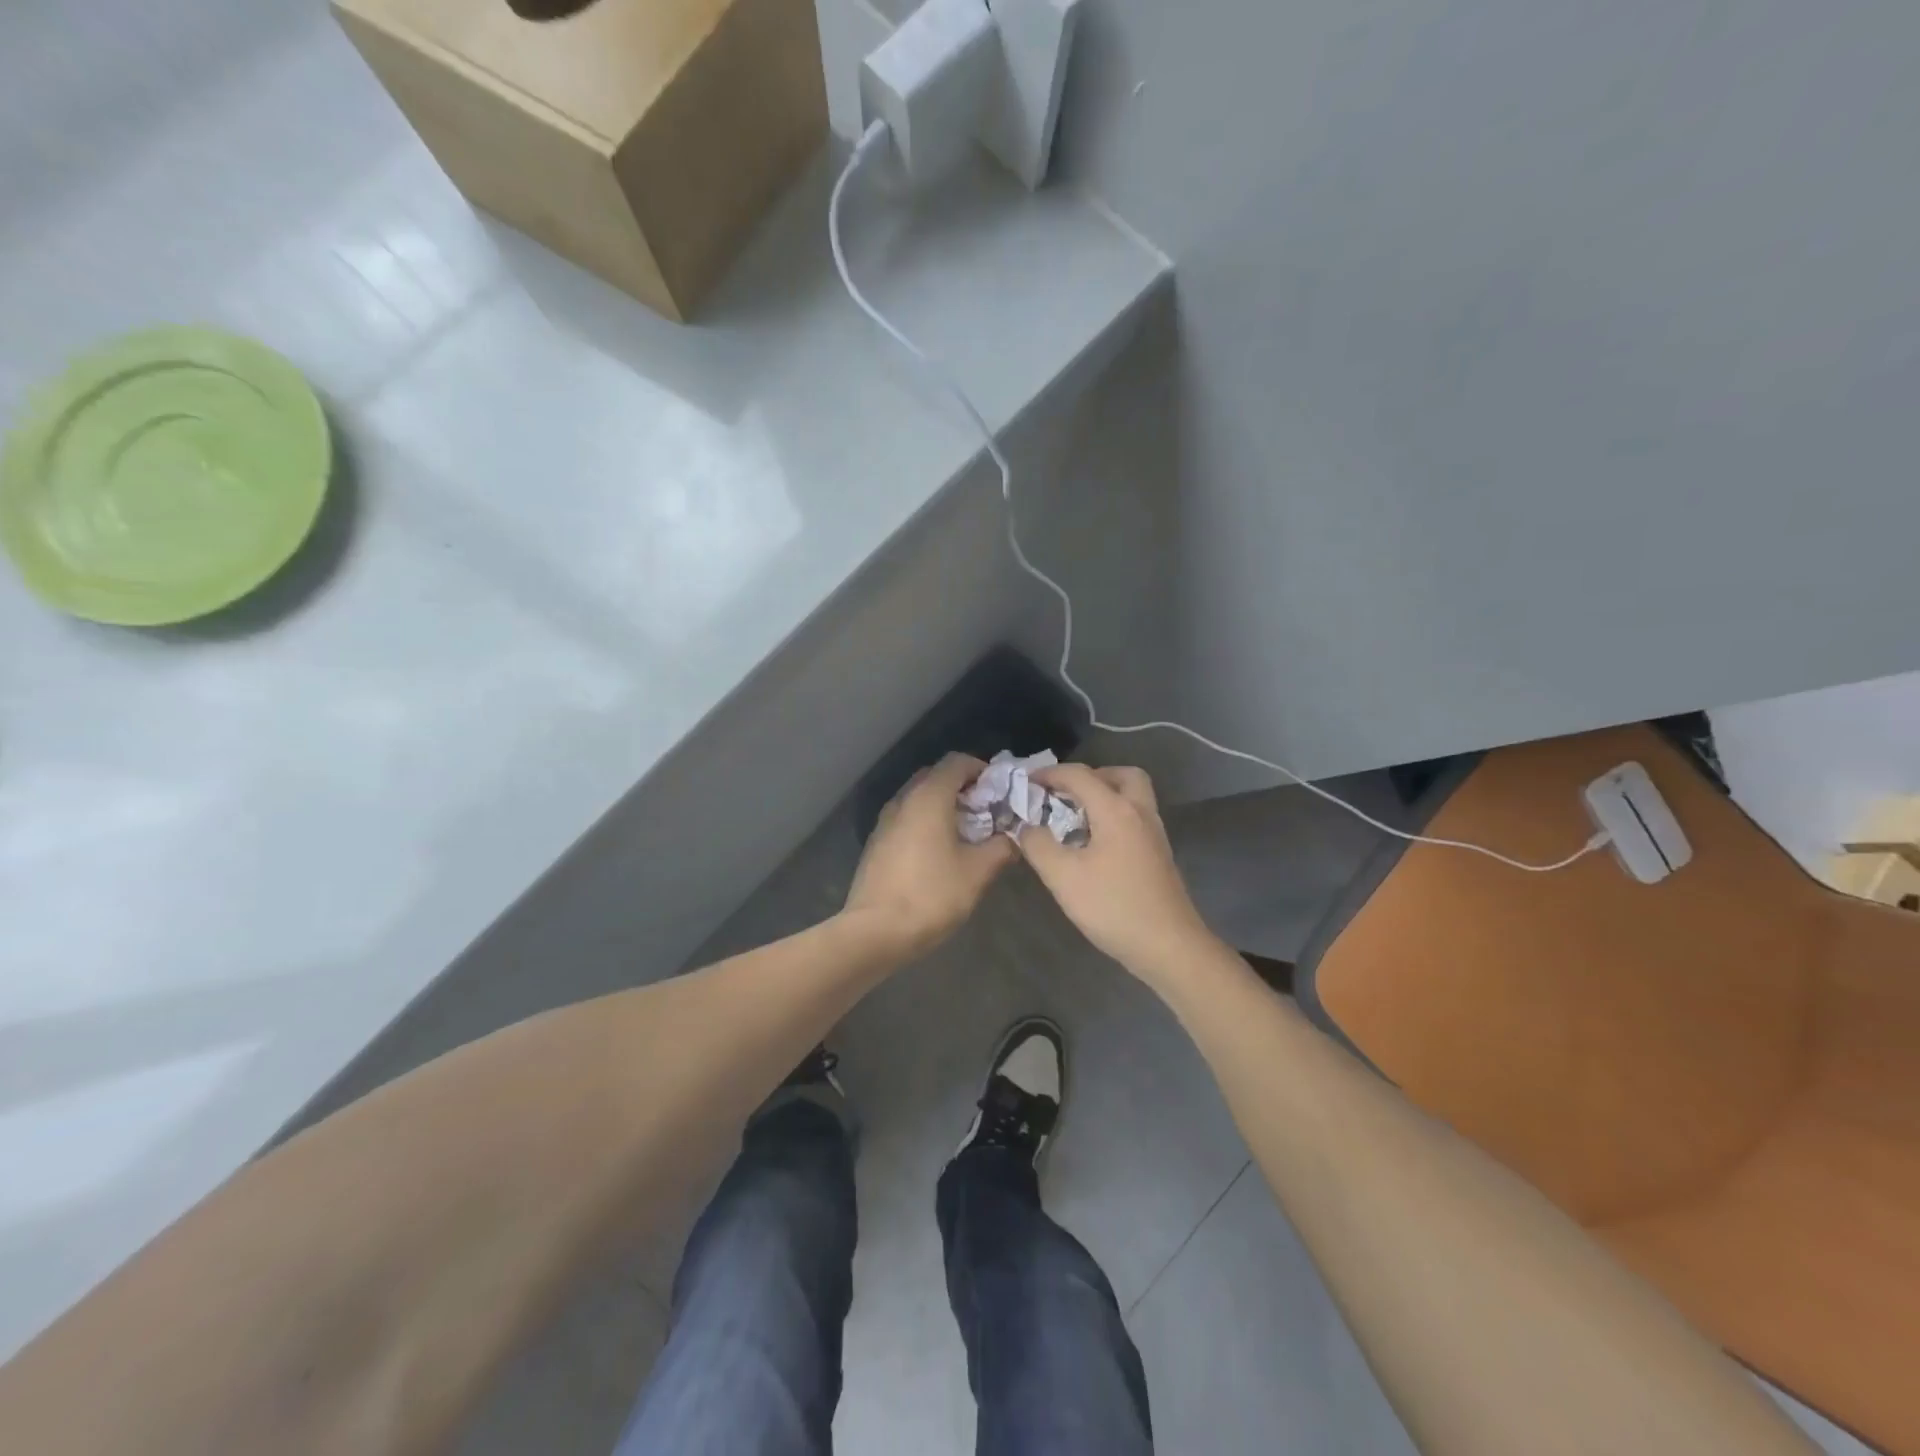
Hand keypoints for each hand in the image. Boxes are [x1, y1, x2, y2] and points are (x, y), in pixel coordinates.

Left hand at [843, 753, 1016, 956]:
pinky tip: (940, 851)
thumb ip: (1000, 847)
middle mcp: (903, 800)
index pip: (956, 761)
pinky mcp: (877, 843)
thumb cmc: (931, 895)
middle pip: (936, 777)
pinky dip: (927, 823)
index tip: (1001, 791)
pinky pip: (907, 819)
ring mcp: (885, 821)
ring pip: (919, 799)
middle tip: (988, 812)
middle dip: (964, 788)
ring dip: (944, 806)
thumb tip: (1013, 837)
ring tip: (968, 833)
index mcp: (929, 797)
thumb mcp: (977, 872)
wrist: (875, 932)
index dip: (982, 770)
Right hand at [1017, 764, 1220, 984]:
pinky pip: (1135, 818)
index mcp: (1116, 810)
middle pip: (1121, 775)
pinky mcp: (1158, 855)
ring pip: (1133, 797)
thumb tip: (1027, 826)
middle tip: (1065, 794)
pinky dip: (1114, 817)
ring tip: (1075, 818)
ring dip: (1105, 796)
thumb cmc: (1113, 907)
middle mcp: (1140, 812)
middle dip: (1090, 776)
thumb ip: (1038, 845)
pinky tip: (1094, 844)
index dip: (1050, 774)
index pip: (1080, 775)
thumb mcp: (1063, 877)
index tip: (1026, 782)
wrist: (1169, 946)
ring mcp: (1154, 834)